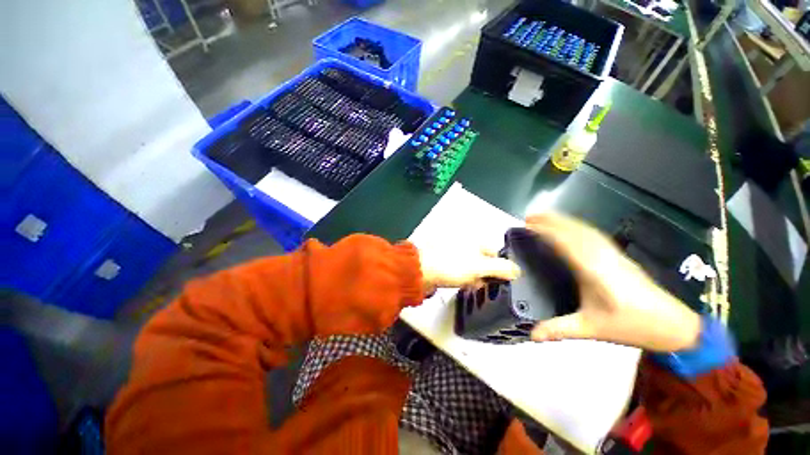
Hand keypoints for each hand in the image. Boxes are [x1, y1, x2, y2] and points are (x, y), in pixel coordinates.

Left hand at [418, 245, 520, 293]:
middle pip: (483, 260)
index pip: (496, 252)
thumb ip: (500, 267)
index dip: (501, 267)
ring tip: (472, 286)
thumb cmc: (451, 265)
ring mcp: (454, 252)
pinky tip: (462, 285)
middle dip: (486, 274)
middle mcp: (465, 243)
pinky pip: (459, 270)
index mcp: (474, 240)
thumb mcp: (479, 266)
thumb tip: (517, 270)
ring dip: (474, 278)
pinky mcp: (445, 262)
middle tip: (485, 285)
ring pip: (471, 267)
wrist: (420, 270)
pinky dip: (463, 278)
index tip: (502, 282)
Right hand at [525, 213, 701, 352]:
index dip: (546, 231)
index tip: (528, 225)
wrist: (673, 326)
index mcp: (594, 271)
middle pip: (574, 231)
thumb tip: (530, 335)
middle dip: (551, 220)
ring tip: (544, 217)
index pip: (566, 243)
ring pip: (585, 230)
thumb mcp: (591, 329)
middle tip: (529, 217)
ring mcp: (612, 254)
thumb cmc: (631, 325)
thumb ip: (558, 329)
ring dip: (564, 221)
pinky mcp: (619, 256)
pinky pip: (594, 235)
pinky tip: (571, 228)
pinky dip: (578, 227)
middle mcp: (602, 257)